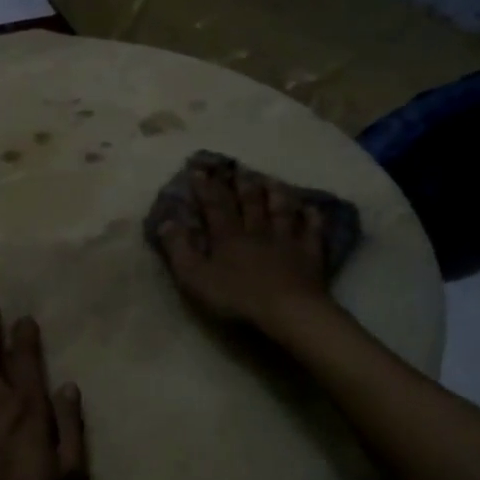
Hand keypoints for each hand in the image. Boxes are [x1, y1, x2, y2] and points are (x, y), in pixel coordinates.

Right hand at [156, 159, 333, 333]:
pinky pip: (312, 231)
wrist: (287, 311)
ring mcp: (286, 241)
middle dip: (241, 184)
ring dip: (275, 193)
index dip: (206, 187)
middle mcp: (257, 231)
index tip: (198, 170)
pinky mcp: (310, 255)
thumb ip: (179, 250)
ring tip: (271, 179)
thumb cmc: (237, 297)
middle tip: (237, 168)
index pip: (214, 205)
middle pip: (250, 202)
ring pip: (281, 210)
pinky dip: (312, 218)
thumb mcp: (195, 278)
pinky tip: (312, 208)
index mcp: (228, 237)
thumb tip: (166, 222)